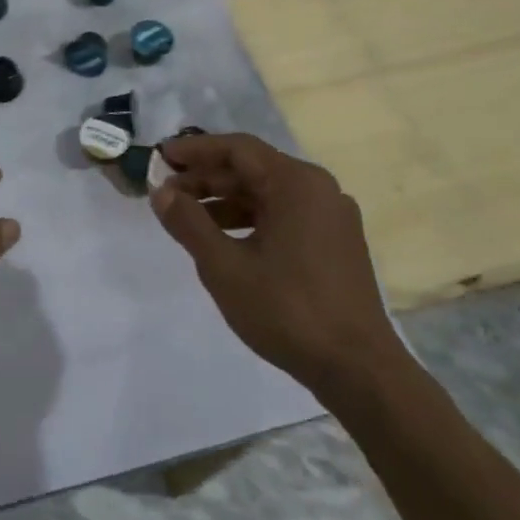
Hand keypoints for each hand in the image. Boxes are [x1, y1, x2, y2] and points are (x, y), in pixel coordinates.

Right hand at [149, 133, 406, 400]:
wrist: (359, 371)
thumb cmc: (287, 310)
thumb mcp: (224, 266)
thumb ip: (188, 222)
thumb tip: (160, 191)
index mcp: (296, 184)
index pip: (237, 149)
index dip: (195, 150)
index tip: (160, 156)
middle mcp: (318, 189)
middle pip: (253, 169)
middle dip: (206, 178)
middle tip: (166, 192)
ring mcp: (331, 217)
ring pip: (268, 193)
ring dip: (225, 200)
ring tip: (187, 217)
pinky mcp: (336, 243)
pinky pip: (284, 214)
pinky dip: (250, 219)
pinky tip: (224, 240)